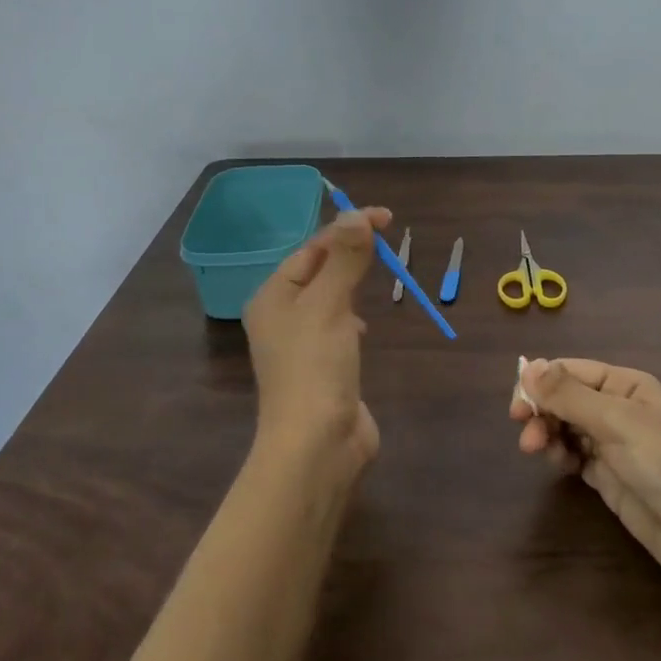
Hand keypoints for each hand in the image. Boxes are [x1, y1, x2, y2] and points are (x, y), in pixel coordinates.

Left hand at [244, 206, 390, 476]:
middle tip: (387, 239)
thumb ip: (345, 259)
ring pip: (329, 298)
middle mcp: (282, 316)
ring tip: (377, 270)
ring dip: (350, 281)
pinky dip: (352, 315)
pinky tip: (363, 324)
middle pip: (318, 270)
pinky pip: (337, 327)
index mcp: (273, 296)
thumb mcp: (330, 304)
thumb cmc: (315, 366)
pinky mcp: (323, 368)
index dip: (347, 228)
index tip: (386, 218)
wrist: (316, 445)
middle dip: (349, 252)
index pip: (311, 248)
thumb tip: (357, 215)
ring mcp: (302, 345)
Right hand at [511, 358, 660, 584]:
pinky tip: (558, 463)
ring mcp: (612, 443)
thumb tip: (527, 367)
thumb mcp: (618, 422)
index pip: (571, 371)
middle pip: (564, 398)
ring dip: (546, 433)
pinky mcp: (608, 476)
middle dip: (541, 411)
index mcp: (624, 385)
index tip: (518, 404)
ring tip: (538, 451)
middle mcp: (616, 408)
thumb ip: (570, 396)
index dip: (541, 382)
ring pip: (564, 426)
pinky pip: (572, 455)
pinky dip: (559, 455)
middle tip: (525, 434)